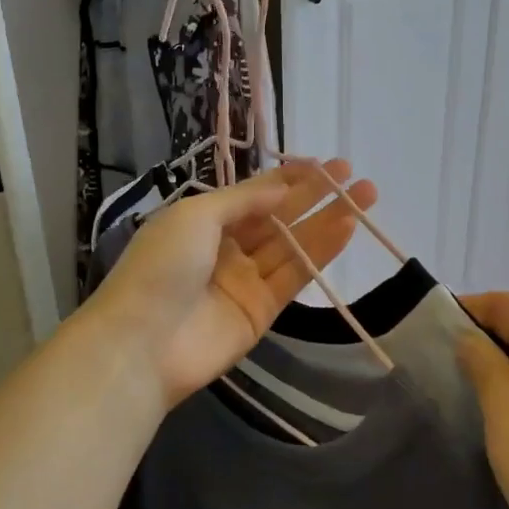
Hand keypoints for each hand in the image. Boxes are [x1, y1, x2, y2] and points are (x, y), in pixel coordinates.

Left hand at [90, 161, 377, 409]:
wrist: (142, 344)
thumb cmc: (161, 267)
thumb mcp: (195, 216)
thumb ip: (243, 200)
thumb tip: (283, 187)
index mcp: (202, 221)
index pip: (253, 194)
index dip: (288, 178)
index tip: (323, 164)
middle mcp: (226, 247)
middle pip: (279, 217)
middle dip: (315, 195)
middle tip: (353, 173)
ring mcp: (245, 280)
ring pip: (293, 244)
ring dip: (327, 220)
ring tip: (365, 195)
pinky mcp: (262, 311)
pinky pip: (296, 276)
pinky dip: (321, 252)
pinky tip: (347, 228)